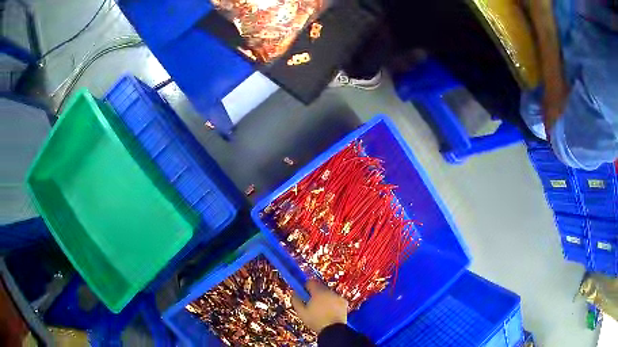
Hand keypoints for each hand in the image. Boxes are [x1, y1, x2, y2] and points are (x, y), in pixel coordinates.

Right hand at [291, 279, 347, 332]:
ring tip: (321, 309)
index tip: (303, 292)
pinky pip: (336, 299)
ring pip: (328, 293)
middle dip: (315, 293)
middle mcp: (329, 292)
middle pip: (320, 287)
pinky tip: (329, 311)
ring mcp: (338, 297)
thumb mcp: (301, 313)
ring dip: (324, 297)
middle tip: (311, 302)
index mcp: (318, 293)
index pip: (310, 282)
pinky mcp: (344, 302)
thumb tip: (294, 293)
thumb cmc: (316, 321)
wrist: (333, 330)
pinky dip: (333, 302)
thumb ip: (296, 301)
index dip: (305, 286)